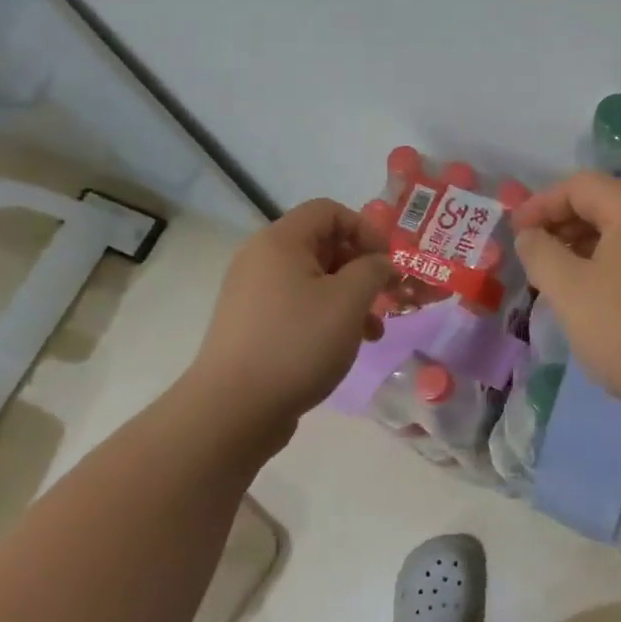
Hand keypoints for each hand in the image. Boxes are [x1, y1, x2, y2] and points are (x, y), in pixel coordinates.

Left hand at [180, 199, 394, 448]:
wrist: (233, 411)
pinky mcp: (252, 326)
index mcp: (281, 242)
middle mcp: (261, 259)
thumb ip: (373, 270)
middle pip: (322, 244)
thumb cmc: (297, 343)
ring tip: (374, 332)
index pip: (329, 211)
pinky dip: (326, 317)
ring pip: (314, 280)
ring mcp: (253, 294)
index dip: (365, 229)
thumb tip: (380, 263)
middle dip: (361, 268)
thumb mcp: (349, 301)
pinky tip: (345, 347)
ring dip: (350, 297)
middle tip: (386, 298)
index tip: (387, 263)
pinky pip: (298, 306)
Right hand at [511, 171, 620, 422]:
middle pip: (603, 204)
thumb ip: (540, 253)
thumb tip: (529, 234)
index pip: (579, 186)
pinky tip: (594, 297)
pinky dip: (610, 264)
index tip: (513, 235)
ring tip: (556, 279)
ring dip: (584, 247)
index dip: (540, 205)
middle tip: (531, 257)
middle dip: (561, 225)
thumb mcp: (570, 291)